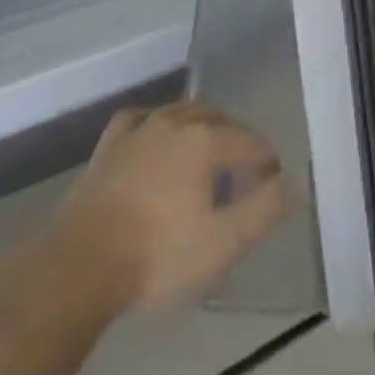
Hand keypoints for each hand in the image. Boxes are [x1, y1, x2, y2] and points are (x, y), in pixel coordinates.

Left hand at [50, 102, 289, 314]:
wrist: (84, 262)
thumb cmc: (159, 255)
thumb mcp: (223, 243)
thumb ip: (263, 210)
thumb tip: (290, 184)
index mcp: (205, 140)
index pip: (248, 141)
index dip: (266, 158)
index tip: (274, 178)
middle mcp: (174, 121)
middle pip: (215, 117)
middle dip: (235, 135)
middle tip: (245, 163)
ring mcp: (138, 128)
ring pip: (179, 111)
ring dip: (200, 125)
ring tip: (207, 149)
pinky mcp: (109, 143)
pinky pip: (140, 119)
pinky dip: (157, 123)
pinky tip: (155, 135)